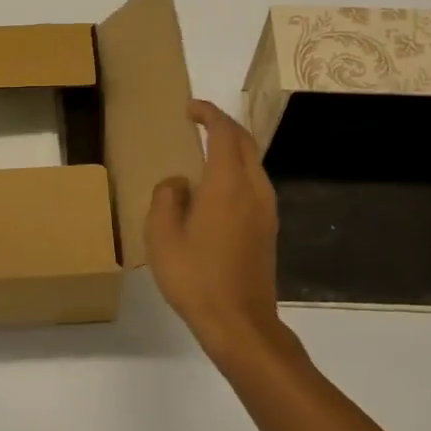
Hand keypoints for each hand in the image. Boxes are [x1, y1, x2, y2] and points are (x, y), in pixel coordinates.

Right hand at [145, 100, 284, 357]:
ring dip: (233, 148)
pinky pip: (254, 184)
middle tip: (199, 122)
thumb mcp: (162, 236)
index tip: (190, 108)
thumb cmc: (195, 277)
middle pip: (245, 143)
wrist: (239, 322)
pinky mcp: (268, 229)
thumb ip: (166, 198)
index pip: (224, 133)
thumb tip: (179, 184)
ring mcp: (266, 210)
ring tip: (206, 150)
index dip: (209, 114)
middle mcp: (253, 189)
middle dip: (223, 126)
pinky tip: (218, 188)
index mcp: (227, 184)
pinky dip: (237, 170)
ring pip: (253, 163)